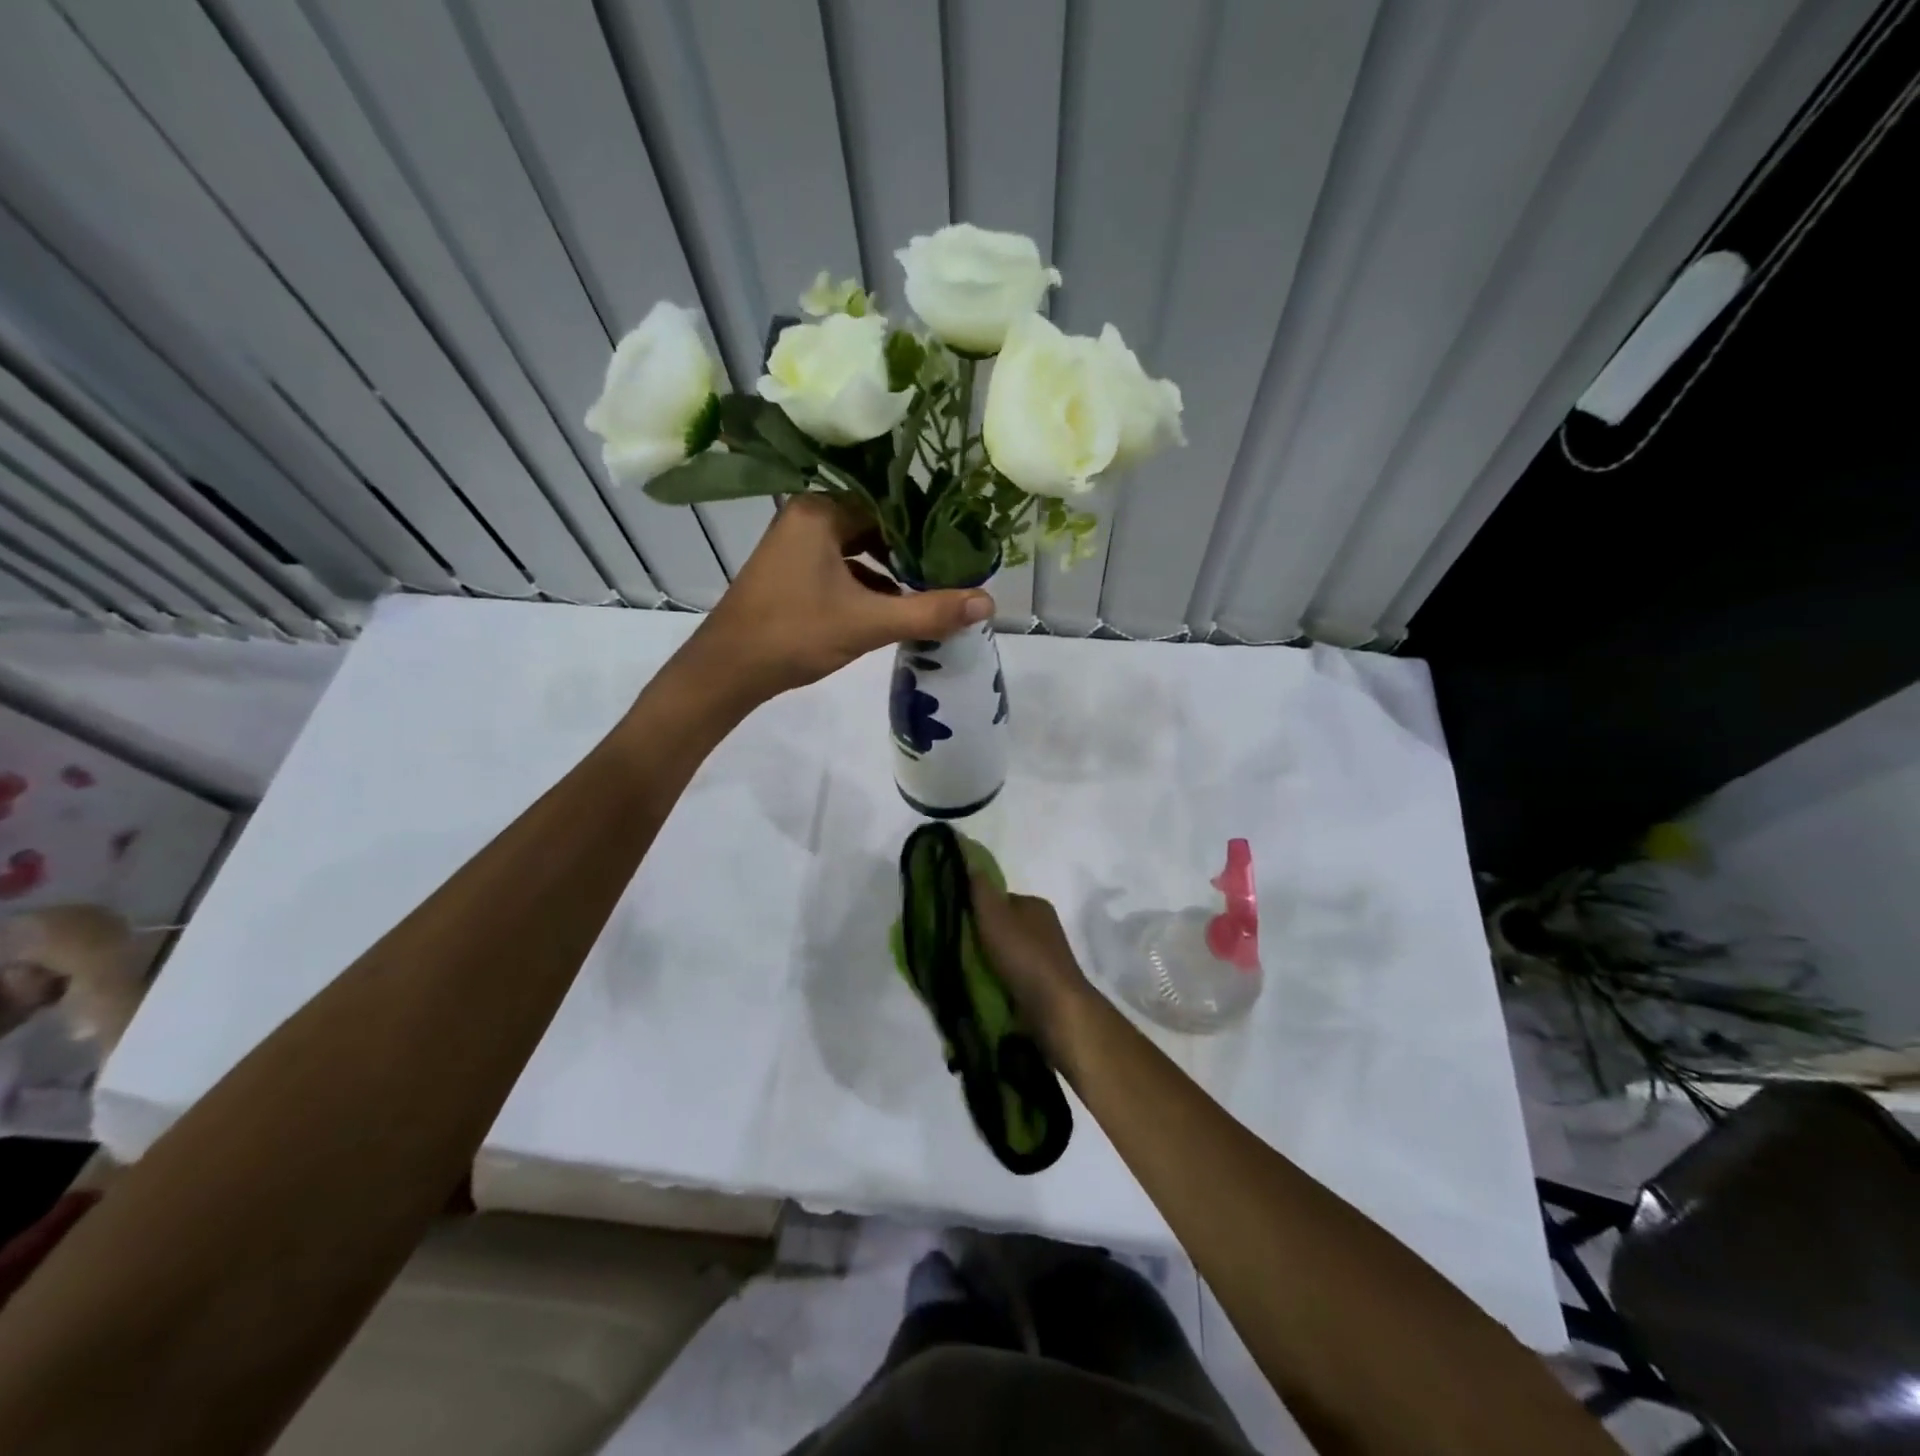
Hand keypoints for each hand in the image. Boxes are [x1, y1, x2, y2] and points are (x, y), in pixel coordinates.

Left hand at [685, 496, 993, 701]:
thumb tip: (988, 602)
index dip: (927, 527)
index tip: (960, 549)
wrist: (727, 671)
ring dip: (890, 571)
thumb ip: (928, 612)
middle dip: (911, 552)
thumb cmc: (794, 634)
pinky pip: (841, 568)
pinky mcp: (792, 573)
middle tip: (950, 571)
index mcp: (820, 511)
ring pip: (858, 550)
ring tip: (929, 591)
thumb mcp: (867, 623)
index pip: (888, 505)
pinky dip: (867, 585)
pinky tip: (892, 608)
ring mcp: (795, 546)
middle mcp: (806, 517)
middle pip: (874, 526)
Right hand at [967, 864, 1094, 1057]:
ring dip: (990, 962)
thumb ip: (980, 889)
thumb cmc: (1024, 955)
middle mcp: (1044, 927)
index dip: (978, 909)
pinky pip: (1014, 976)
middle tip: (958, 951)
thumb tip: (968, 856)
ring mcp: (1047, 957)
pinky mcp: (1045, 984)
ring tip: (968, 974)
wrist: (1056, 1007)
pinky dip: (1000, 980)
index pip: (1000, 900)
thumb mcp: (995, 915)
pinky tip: (986, 990)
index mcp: (1036, 905)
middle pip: (1004, 926)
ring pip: (1008, 953)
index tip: (958, 924)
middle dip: (984, 937)